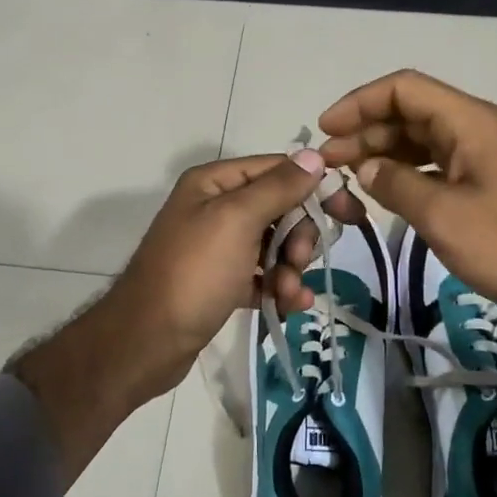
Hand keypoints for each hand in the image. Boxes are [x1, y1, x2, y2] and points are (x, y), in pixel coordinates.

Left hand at [16, 152, 359, 484]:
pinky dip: (278, 287)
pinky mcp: (220, 281)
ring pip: (274, 244)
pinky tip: (290, 305)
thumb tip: (314, 154)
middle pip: (279, 208)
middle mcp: (215, 207)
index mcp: (215, 182)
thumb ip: (278, 187)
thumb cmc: (194, 273)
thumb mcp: (237, 221)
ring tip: (288, 292)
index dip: (315, 187)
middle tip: (298, 260)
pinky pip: (262, 274)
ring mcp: (217, 246)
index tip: (349, 212)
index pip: (278, 169)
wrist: (146, 342)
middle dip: (298, 236)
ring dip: (290, 267)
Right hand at [318, 70, 496, 423]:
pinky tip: (389, 192)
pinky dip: (411, 172)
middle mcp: (481, 127)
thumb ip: (397, 185)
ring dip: (386, 153)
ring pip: (426, 140)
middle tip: (328, 163)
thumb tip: (367, 168)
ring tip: (349, 177)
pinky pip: (443, 164)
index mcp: (471, 121)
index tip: (326, 129)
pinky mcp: (496, 181)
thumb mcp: (444, 216)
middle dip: (366, 132)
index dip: (360, 103)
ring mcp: (490, 155)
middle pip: (413, 113)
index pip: (404, 89)